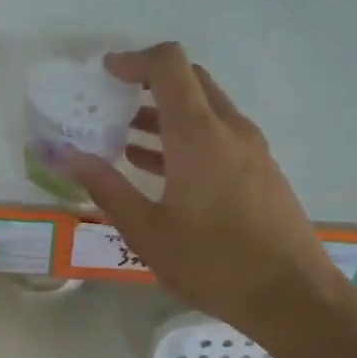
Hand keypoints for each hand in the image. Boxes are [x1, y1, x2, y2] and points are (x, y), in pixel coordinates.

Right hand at [62, 43, 352, 357]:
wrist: (292, 297)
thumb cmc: (213, 263)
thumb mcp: (146, 230)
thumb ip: (105, 187)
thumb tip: (64, 155)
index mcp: (198, 134)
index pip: (169, 65)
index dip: (134, 60)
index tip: (104, 74)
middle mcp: (229, 129)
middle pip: (190, 81)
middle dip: (149, 83)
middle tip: (112, 103)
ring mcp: (251, 149)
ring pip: (205, 110)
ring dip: (166, 114)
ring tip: (124, 139)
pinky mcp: (260, 171)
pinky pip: (218, 136)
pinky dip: (186, 138)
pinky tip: (159, 170)